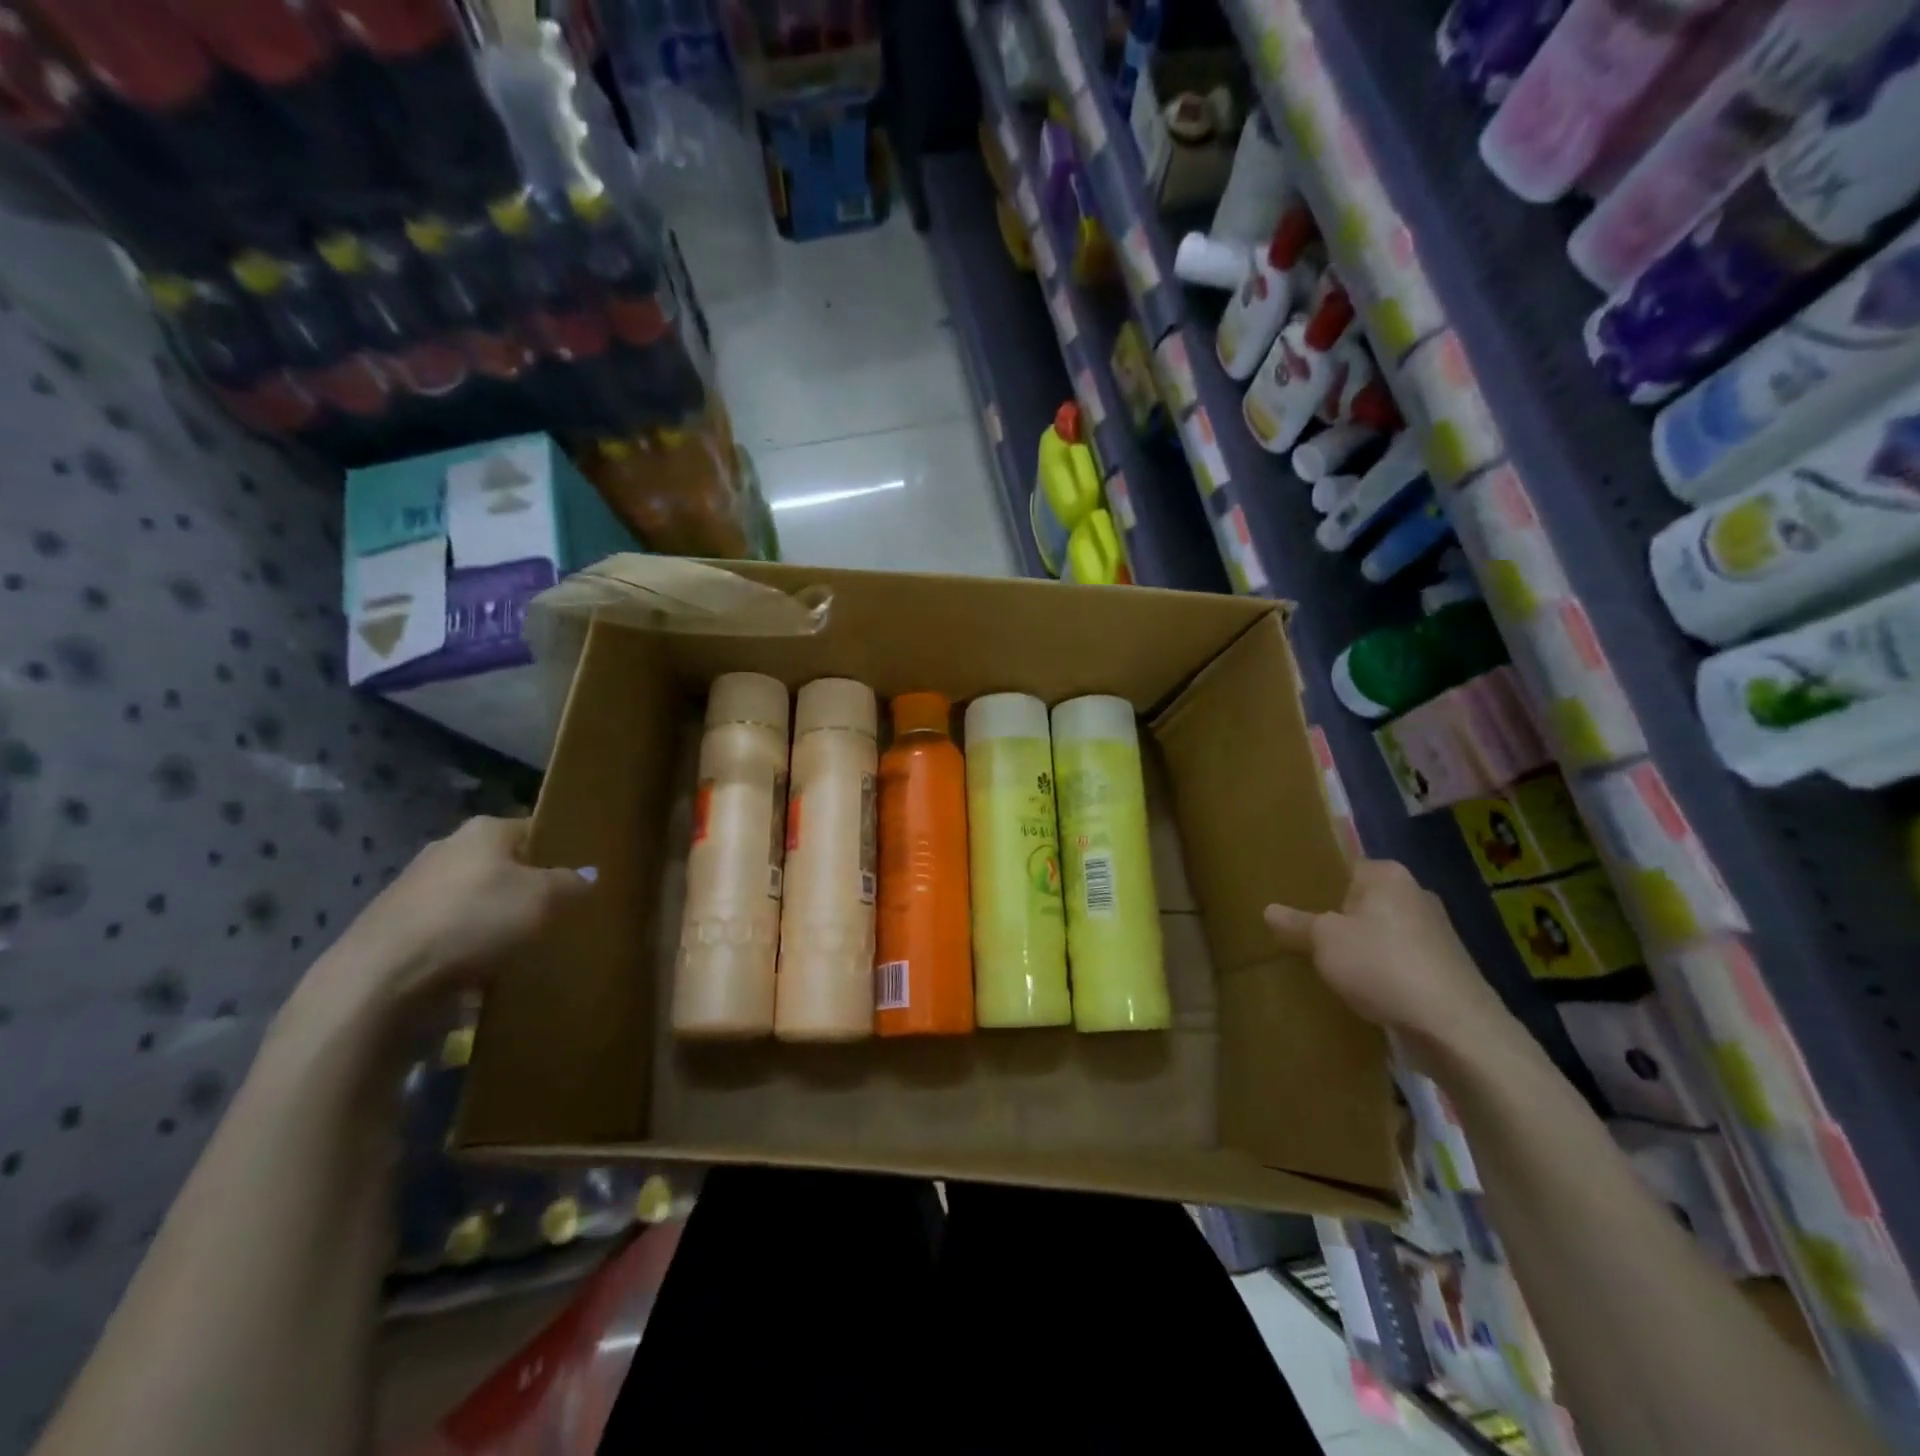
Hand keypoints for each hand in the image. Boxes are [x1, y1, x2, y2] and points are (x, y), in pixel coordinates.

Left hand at [303, 817, 594, 1030]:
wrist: (380, 979)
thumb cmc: (474, 921)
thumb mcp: (544, 900)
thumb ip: (572, 884)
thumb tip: (590, 875)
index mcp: (484, 830)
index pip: (534, 829)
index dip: (560, 850)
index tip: (579, 876)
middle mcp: (448, 847)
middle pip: (503, 863)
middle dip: (527, 885)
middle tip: (556, 911)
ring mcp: (416, 886)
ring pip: (474, 896)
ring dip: (495, 916)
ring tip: (522, 943)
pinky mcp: (396, 925)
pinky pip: (449, 927)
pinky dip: (467, 942)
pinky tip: (481, 965)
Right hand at [1265, 858, 1513, 1059]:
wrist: (1455, 1027)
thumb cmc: (1382, 965)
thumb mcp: (1324, 941)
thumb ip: (1297, 924)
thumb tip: (1269, 910)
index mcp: (1388, 875)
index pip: (1344, 868)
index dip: (1318, 886)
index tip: (1294, 904)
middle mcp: (1416, 895)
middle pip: (1363, 901)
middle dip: (1339, 919)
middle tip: (1304, 936)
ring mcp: (1436, 933)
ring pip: (1382, 933)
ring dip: (1361, 948)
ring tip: (1329, 966)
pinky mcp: (1446, 969)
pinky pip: (1399, 961)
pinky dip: (1382, 972)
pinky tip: (1363, 991)